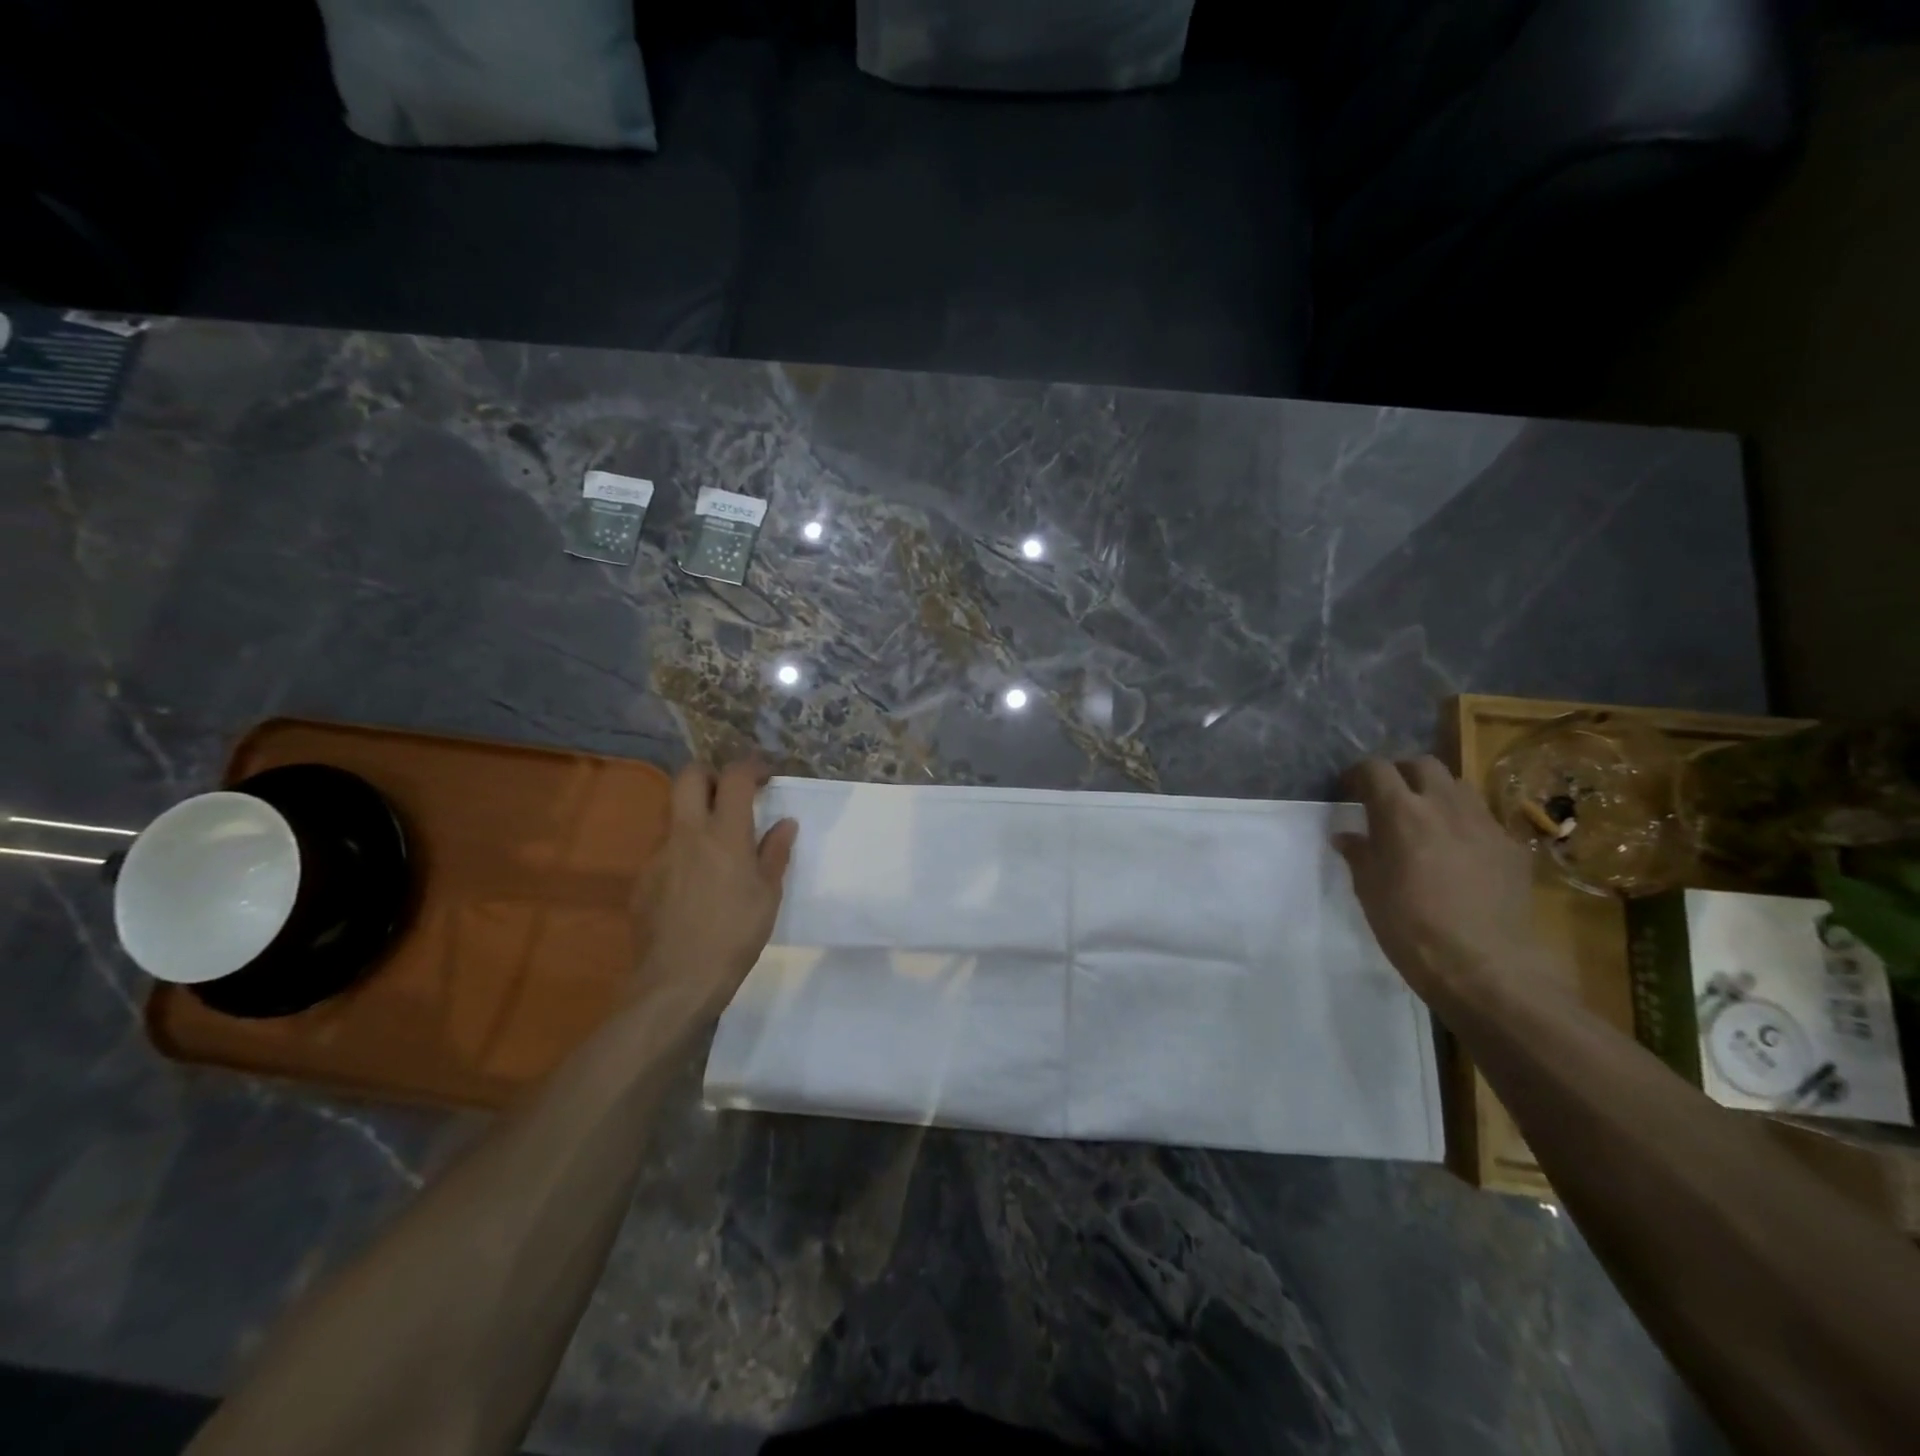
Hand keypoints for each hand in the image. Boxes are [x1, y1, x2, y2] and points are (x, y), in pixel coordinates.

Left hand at [628, 759, 798, 1030]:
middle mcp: (687, 833)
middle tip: (730, 793)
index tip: (765, 776)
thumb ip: (775, 853)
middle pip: (688, 776)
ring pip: (674, 814)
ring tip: (716, 847)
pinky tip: (695, 885)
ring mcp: (659, 854)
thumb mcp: (768, 895)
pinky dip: (682, 852)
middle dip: (711, 774)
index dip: (750, 767)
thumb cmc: (735, 934)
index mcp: (724, 833)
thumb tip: (785, 823)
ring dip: (695, 815)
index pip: (734, 777)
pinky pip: (664, 850)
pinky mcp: (642, 879)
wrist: (678, 980)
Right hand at [1334, 756, 1540, 1003]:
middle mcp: (1444, 806)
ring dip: (1437, 792)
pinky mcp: (1512, 848)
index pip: (1376, 769)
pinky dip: (1464, 823)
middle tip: (1388, 797)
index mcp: (1400, 813)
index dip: (1359, 774)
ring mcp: (1484, 824)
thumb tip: (1347, 836)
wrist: (1484, 966)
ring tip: (1425, 818)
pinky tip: (1458, 852)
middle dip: (1401, 773)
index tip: (1349, 790)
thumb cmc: (1409, 927)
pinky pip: (1484, 819)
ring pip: (1458, 785)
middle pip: (1422, 764)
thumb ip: (1359, 854)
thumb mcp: (1369, 890)